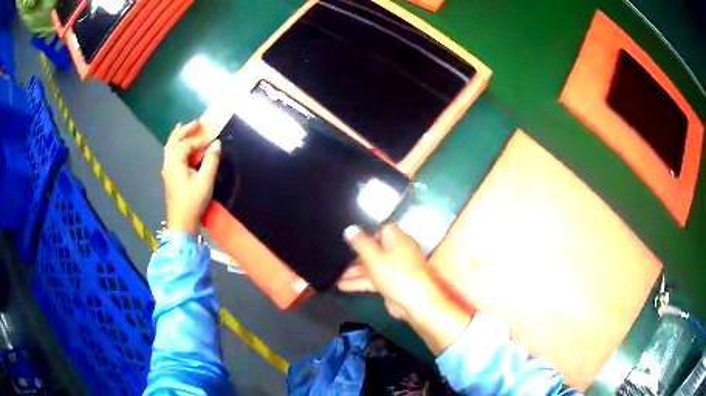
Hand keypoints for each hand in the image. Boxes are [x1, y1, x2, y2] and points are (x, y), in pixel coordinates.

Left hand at [162, 121, 220, 232]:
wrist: (181, 223)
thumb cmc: (193, 202)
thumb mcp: (205, 181)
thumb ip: (211, 160)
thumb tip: (216, 143)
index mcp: (175, 162)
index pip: (187, 143)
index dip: (199, 139)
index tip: (211, 136)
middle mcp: (168, 163)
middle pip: (173, 141)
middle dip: (184, 130)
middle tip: (196, 122)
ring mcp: (167, 170)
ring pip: (170, 147)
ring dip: (178, 136)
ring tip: (184, 127)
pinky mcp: (170, 176)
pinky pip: (171, 155)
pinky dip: (176, 146)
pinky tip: (181, 147)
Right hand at [339, 223, 471, 354]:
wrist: (415, 302)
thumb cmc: (397, 274)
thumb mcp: (374, 257)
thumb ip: (360, 243)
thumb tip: (350, 229)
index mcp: (397, 239)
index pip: (380, 229)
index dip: (365, 231)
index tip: (350, 236)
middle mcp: (398, 251)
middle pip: (374, 249)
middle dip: (356, 255)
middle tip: (338, 257)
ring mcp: (395, 268)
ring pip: (372, 266)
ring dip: (355, 271)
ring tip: (335, 275)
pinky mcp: (392, 283)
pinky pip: (374, 279)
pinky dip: (360, 282)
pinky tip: (343, 286)